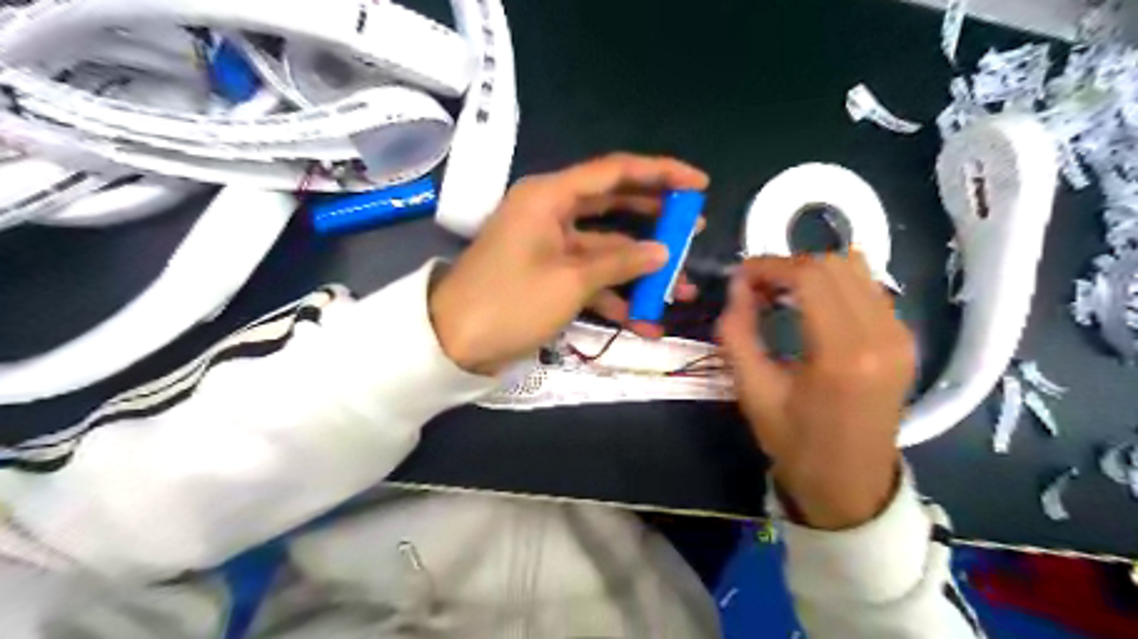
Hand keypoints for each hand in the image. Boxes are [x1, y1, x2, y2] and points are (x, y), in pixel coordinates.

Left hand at [431, 152, 708, 374]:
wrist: (454, 342)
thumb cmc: (510, 302)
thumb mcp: (570, 281)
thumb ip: (621, 262)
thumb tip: (663, 251)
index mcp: (550, 197)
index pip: (615, 172)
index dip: (661, 174)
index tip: (700, 185)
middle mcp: (551, 212)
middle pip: (614, 206)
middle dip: (655, 221)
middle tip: (694, 230)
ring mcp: (550, 245)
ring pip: (606, 247)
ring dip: (640, 269)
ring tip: (681, 287)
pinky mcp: (548, 273)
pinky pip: (588, 275)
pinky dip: (613, 294)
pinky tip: (642, 320)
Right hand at [719, 252, 913, 528]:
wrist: (851, 486)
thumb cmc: (796, 445)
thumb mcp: (753, 393)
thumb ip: (737, 333)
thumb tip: (736, 286)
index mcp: (843, 355)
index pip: (809, 277)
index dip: (769, 266)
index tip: (741, 276)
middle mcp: (882, 335)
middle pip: (835, 264)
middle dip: (788, 265)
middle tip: (757, 287)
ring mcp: (900, 336)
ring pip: (856, 269)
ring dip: (813, 271)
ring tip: (781, 293)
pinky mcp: (904, 340)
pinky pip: (869, 288)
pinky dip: (834, 284)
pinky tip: (810, 306)